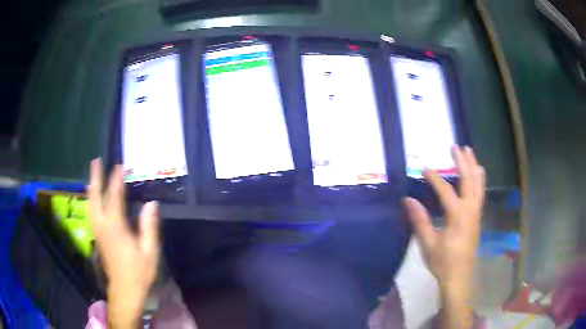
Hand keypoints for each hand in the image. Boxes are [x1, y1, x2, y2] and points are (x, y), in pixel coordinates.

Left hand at [88, 159, 160, 327]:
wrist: (124, 290)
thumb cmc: (139, 272)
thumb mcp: (149, 252)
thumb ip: (149, 227)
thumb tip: (151, 204)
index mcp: (116, 227)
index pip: (114, 197)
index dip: (117, 180)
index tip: (121, 166)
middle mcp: (103, 225)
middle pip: (95, 196)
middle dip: (96, 177)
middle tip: (96, 160)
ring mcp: (98, 231)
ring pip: (91, 203)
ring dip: (91, 186)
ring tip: (93, 174)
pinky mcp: (97, 236)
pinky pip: (92, 211)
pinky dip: (91, 199)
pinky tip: (93, 196)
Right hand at [404, 146, 484, 328]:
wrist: (459, 277)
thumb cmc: (443, 262)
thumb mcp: (428, 244)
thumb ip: (420, 221)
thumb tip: (408, 200)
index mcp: (458, 216)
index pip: (446, 191)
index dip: (435, 178)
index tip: (424, 169)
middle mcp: (470, 211)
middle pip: (469, 181)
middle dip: (463, 162)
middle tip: (456, 146)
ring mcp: (476, 214)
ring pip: (478, 185)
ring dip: (473, 167)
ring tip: (469, 151)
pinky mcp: (477, 218)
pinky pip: (480, 193)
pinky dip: (480, 180)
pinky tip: (479, 173)